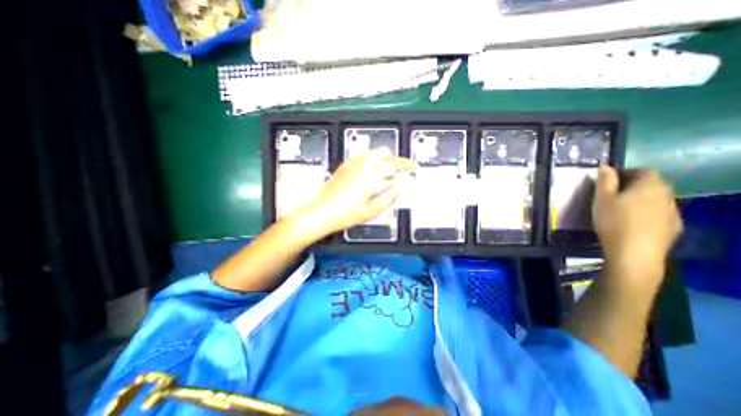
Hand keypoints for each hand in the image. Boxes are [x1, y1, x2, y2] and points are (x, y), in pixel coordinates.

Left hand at [301, 146, 414, 236]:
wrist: (321, 213)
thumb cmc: (347, 214)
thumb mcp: (372, 210)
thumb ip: (389, 197)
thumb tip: (400, 187)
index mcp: (370, 175)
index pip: (393, 163)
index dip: (406, 163)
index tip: (414, 165)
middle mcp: (361, 165)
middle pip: (383, 152)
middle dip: (393, 159)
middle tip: (397, 172)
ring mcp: (350, 164)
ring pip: (371, 153)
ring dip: (382, 159)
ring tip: (384, 173)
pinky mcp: (343, 166)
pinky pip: (360, 157)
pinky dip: (370, 160)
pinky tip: (368, 172)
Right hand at [595, 168, 681, 284]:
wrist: (634, 252)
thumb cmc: (614, 221)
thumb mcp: (602, 199)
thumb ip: (605, 181)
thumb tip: (606, 166)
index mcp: (649, 185)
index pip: (643, 171)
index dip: (627, 173)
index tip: (610, 182)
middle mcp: (667, 195)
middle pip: (653, 184)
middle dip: (634, 186)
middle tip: (613, 196)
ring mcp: (673, 212)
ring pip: (657, 199)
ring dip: (642, 200)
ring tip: (622, 210)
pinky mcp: (674, 227)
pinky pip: (660, 213)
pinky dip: (648, 213)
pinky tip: (634, 223)